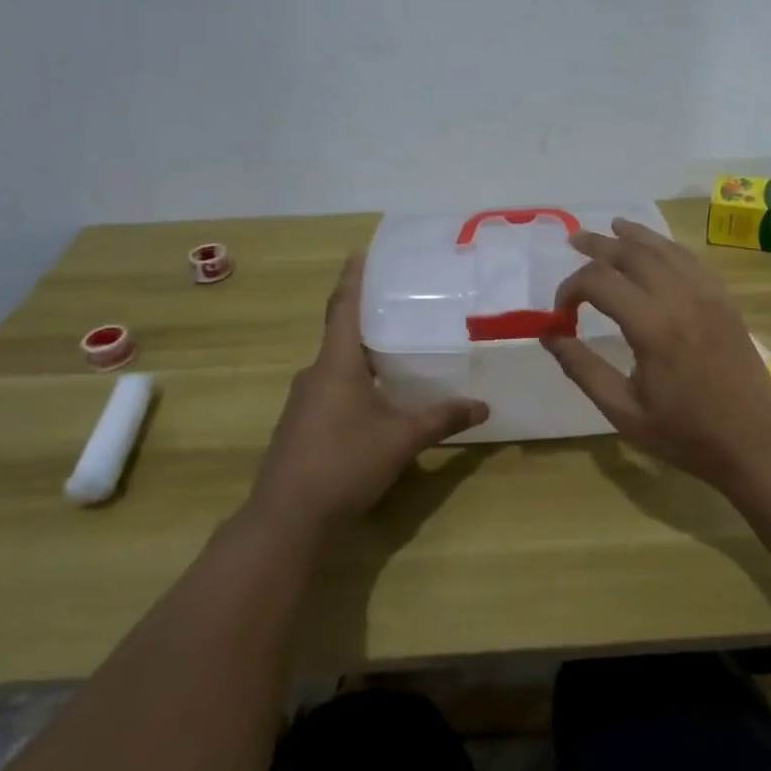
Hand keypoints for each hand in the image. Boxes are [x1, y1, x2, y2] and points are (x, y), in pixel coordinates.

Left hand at [243, 255, 486, 539]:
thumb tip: (484, 406)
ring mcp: (304, 401)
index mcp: (336, 364)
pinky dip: (357, 382)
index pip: (344, 307)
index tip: (361, 252)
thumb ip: (443, 418)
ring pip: (338, 365)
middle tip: (403, 303)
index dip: (353, 278)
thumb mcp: (402, 439)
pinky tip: (379, 397)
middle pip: (342, 334)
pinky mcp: (301, 425)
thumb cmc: (344, 464)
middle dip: (369, 317)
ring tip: (399, 349)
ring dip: (364, 354)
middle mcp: (315, 374)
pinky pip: (333, 389)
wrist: (287, 519)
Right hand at [543, 218, 770, 483]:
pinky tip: (655, 248)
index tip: (561, 313)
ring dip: (633, 236)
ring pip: (664, 249)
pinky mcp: (724, 300)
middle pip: (631, 254)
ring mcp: (707, 294)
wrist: (756, 441)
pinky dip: (666, 247)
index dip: (571, 288)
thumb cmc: (687, 434)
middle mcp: (680, 298)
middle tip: (573, 241)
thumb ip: (582, 368)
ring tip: (610, 228)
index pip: (599, 282)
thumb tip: (549, 335)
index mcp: (652, 327)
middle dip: (598, 246)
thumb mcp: (623, 410)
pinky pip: (691, 260)